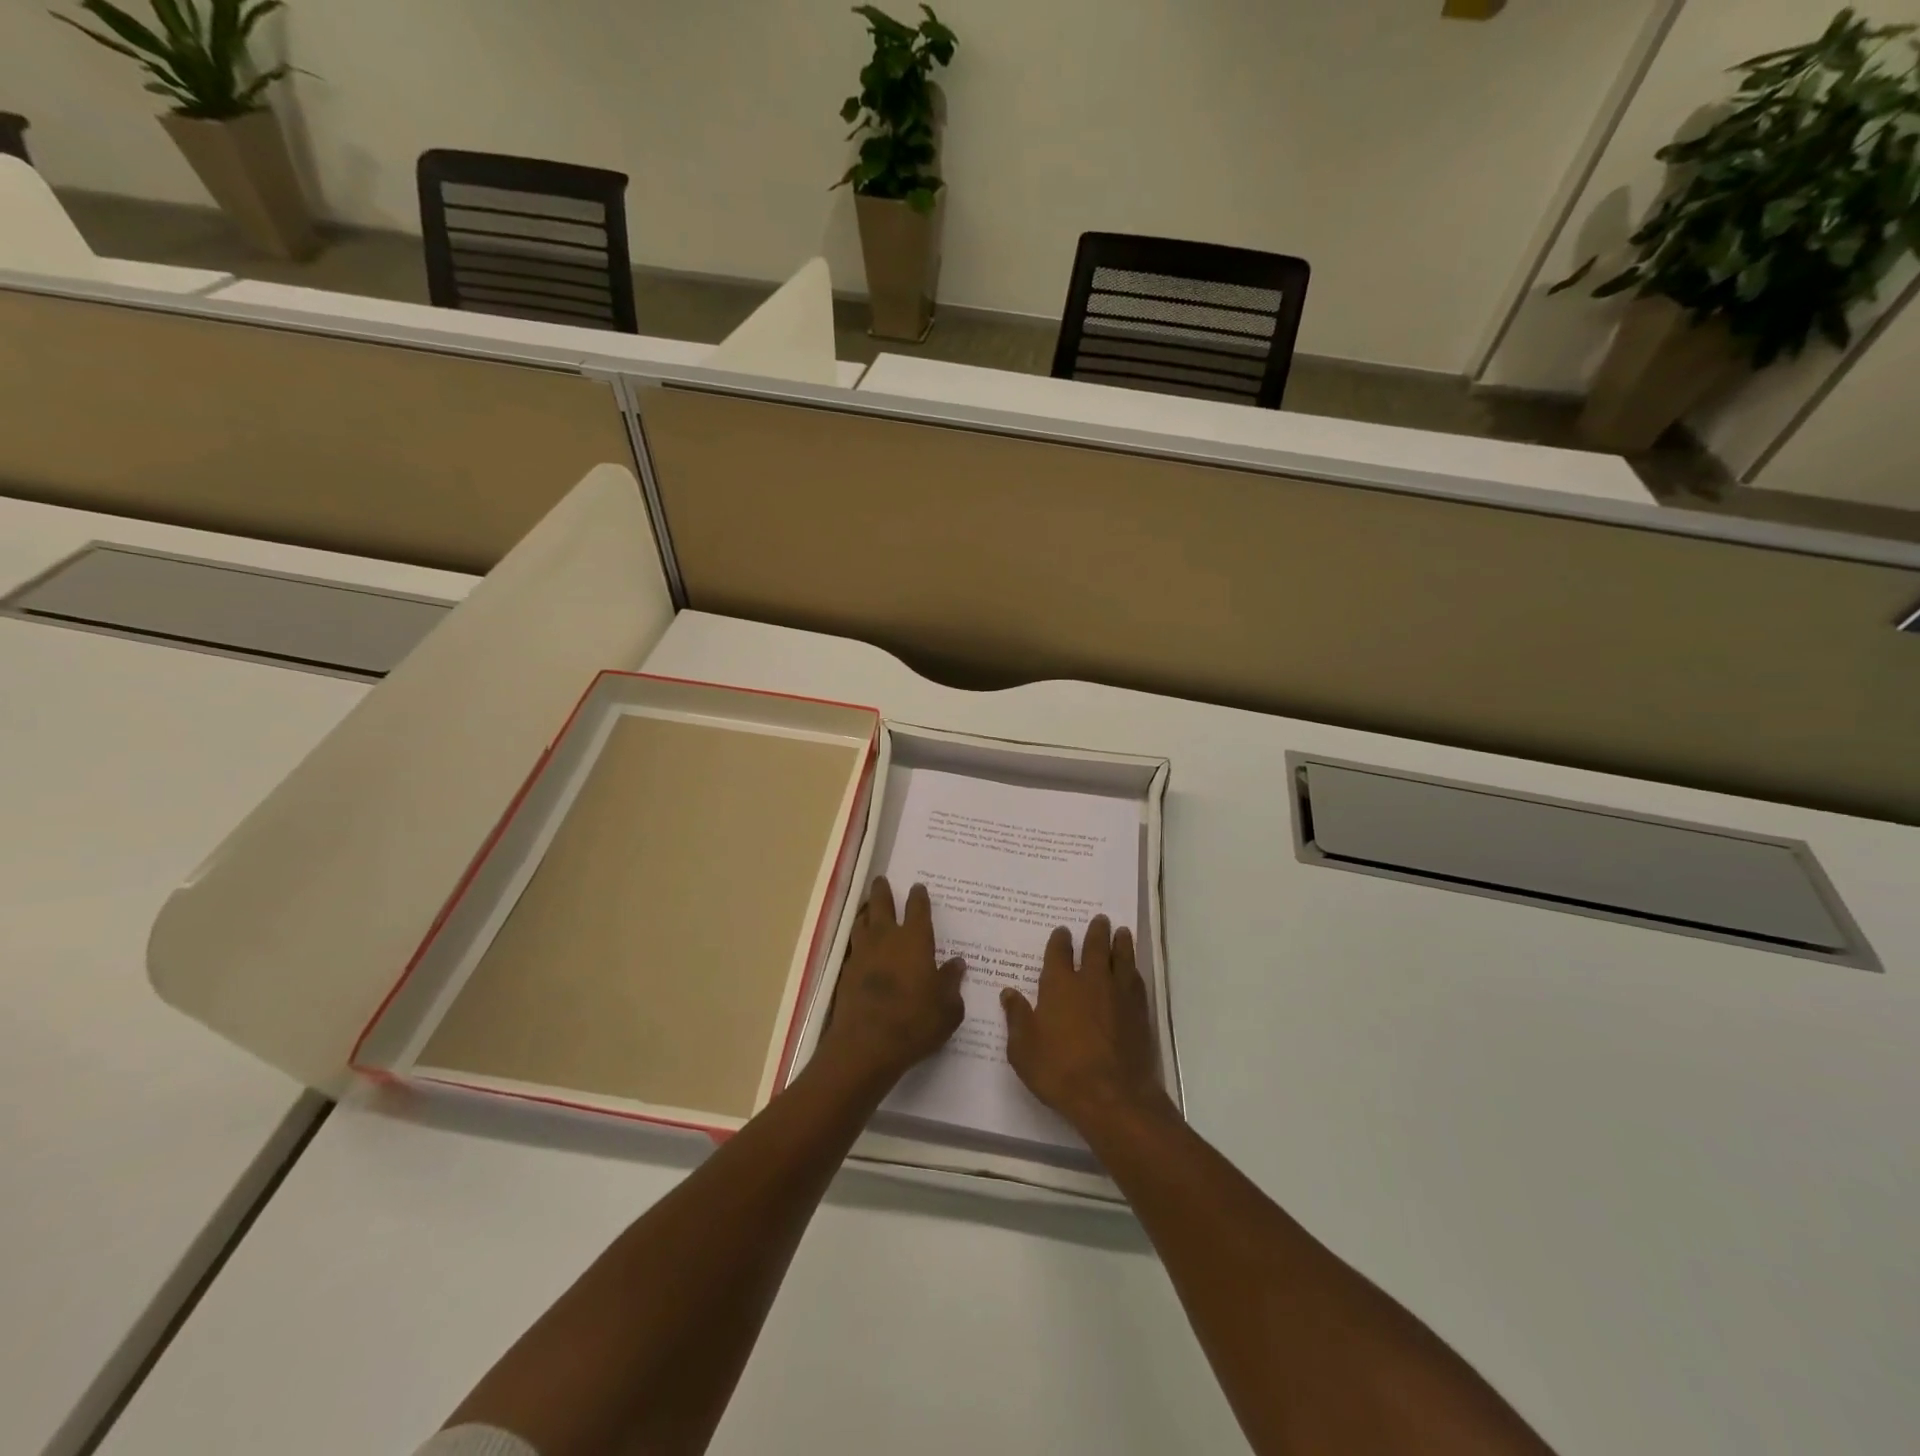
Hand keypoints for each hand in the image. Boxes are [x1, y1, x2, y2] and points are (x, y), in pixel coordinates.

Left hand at [815, 877, 965, 1090]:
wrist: (866, 1046)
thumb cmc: (915, 1022)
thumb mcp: (948, 1008)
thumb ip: (952, 982)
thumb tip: (957, 963)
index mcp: (915, 940)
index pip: (917, 909)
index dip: (919, 897)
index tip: (918, 887)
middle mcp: (886, 938)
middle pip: (881, 905)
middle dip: (883, 891)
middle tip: (882, 880)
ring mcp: (862, 954)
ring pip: (862, 922)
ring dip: (866, 912)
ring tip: (868, 908)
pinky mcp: (846, 973)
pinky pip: (853, 946)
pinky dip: (858, 940)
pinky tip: (861, 947)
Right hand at [1002, 916, 1168, 1131]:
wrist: (1111, 1095)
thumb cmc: (1059, 1070)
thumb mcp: (1023, 1048)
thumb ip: (1016, 1017)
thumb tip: (1008, 993)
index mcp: (1059, 985)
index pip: (1059, 953)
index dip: (1060, 940)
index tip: (1063, 931)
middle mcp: (1091, 981)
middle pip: (1095, 947)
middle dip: (1096, 931)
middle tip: (1101, 919)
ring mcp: (1118, 994)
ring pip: (1121, 958)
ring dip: (1120, 943)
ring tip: (1122, 932)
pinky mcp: (1138, 1012)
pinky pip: (1136, 980)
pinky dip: (1133, 969)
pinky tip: (1133, 969)